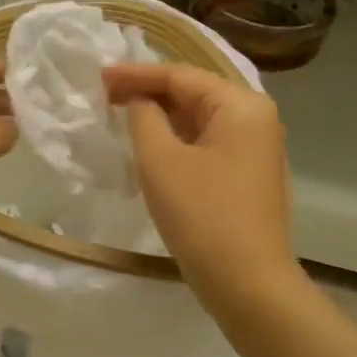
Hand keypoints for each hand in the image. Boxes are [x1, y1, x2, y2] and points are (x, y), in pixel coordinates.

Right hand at [103, 64, 295, 302]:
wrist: (247, 283)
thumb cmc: (202, 214)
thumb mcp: (161, 160)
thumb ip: (144, 117)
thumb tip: (140, 101)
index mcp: (241, 105)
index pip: (181, 76)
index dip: (136, 74)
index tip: (99, 75)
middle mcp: (257, 119)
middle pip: (195, 93)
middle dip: (149, 92)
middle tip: (106, 93)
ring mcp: (257, 149)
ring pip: (201, 120)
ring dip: (162, 116)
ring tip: (122, 113)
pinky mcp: (249, 176)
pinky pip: (208, 143)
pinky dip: (178, 139)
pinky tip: (151, 144)